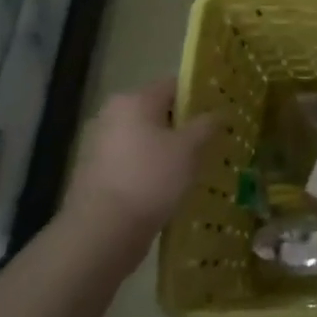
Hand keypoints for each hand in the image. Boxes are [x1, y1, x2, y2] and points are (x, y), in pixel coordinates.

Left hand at [65, 79, 218, 236]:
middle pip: (158, 111)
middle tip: (210, 142)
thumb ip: (207, 124)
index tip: (219, 115)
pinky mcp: (95, 171)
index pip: (174, 85)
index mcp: (134, 100)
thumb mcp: (190, 148)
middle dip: (183, 125)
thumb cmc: (150, 178)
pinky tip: (168, 185)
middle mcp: (112, 114)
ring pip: (145, 137)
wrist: (102, 231)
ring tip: (193, 167)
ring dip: (166, 148)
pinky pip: (132, 159)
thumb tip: (220, 112)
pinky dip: (150, 166)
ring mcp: (100, 143)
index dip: (199, 97)